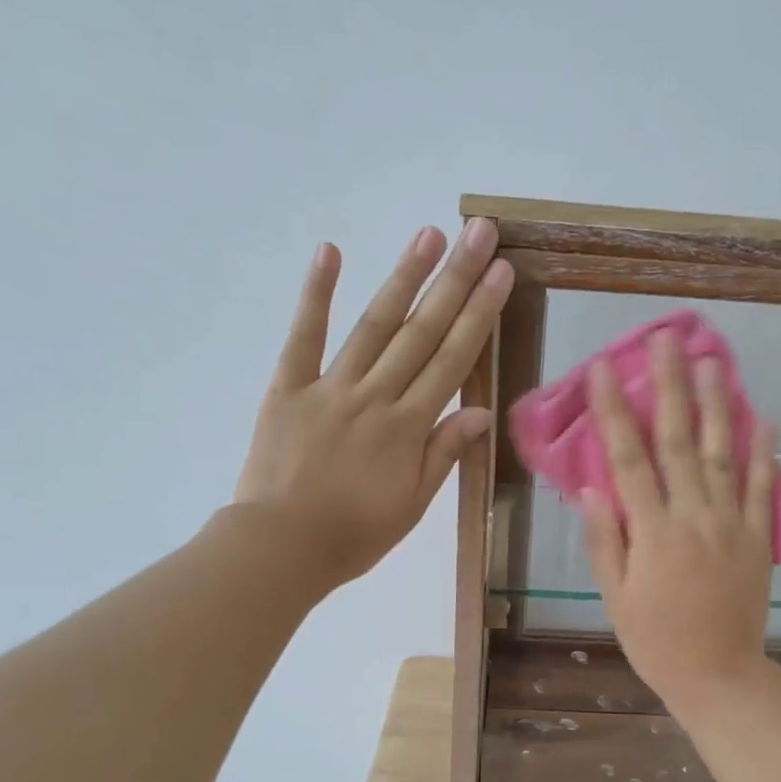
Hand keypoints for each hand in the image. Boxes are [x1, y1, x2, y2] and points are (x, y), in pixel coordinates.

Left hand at [234, 218, 512, 590]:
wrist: (280, 548)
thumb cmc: (354, 535)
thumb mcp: (412, 504)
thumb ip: (444, 453)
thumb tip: (481, 410)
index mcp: (408, 427)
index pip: (452, 361)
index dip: (479, 314)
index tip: (501, 273)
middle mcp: (375, 396)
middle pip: (420, 332)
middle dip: (454, 281)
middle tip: (479, 233)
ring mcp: (329, 387)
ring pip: (373, 325)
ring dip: (403, 277)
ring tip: (429, 234)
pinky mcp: (288, 388)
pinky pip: (303, 337)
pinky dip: (316, 295)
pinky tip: (331, 252)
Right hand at [580, 329, 778, 711]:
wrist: (719, 676)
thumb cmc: (656, 641)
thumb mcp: (616, 598)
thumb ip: (605, 541)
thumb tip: (593, 488)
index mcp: (652, 532)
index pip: (629, 459)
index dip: (614, 411)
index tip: (604, 369)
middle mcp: (693, 517)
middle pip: (678, 442)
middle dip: (670, 387)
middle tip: (667, 341)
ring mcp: (732, 525)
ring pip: (723, 454)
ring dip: (717, 405)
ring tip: (713, 361)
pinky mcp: (759, 539)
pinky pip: (764, 490)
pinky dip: (766, 454)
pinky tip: (765, 418)